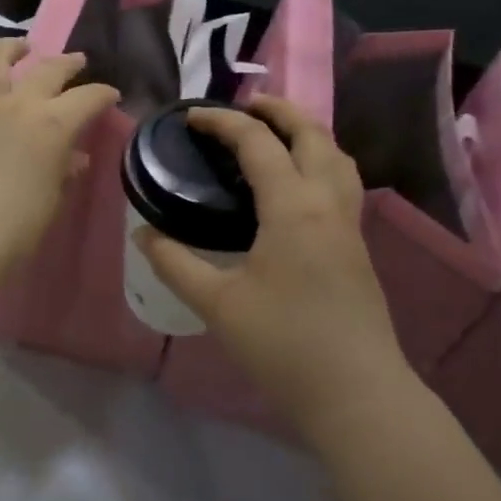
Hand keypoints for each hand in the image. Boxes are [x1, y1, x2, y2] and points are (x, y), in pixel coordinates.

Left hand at [0, 39, 119, 263]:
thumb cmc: (19, 224)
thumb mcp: (54, 196)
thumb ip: (64, 169)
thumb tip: (75, 157)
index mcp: (54, 125)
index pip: (88, 98)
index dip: (103, 94)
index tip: (110, 96)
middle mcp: (19, 104)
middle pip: (48, 69)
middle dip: (67, 62)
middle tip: (76, 61)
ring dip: (9, 48)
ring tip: (19, 48)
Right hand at [138, 97, 402, 427]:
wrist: (357, 394)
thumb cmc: (284, 345)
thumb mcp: (217, 304)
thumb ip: (175, 264)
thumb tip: (142, 235)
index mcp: (293, 207)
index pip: (257, 142)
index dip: (223, 122)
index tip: (191, 117)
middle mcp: (328, 203)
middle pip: (311, 133)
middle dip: (278, 110)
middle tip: (244, 106)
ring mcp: (350, 224)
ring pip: (336, 155)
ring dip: (306, 132)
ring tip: (276, 132)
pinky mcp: (358, 246)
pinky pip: (342, 181)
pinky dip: (319, 160)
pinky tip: (298, 184)